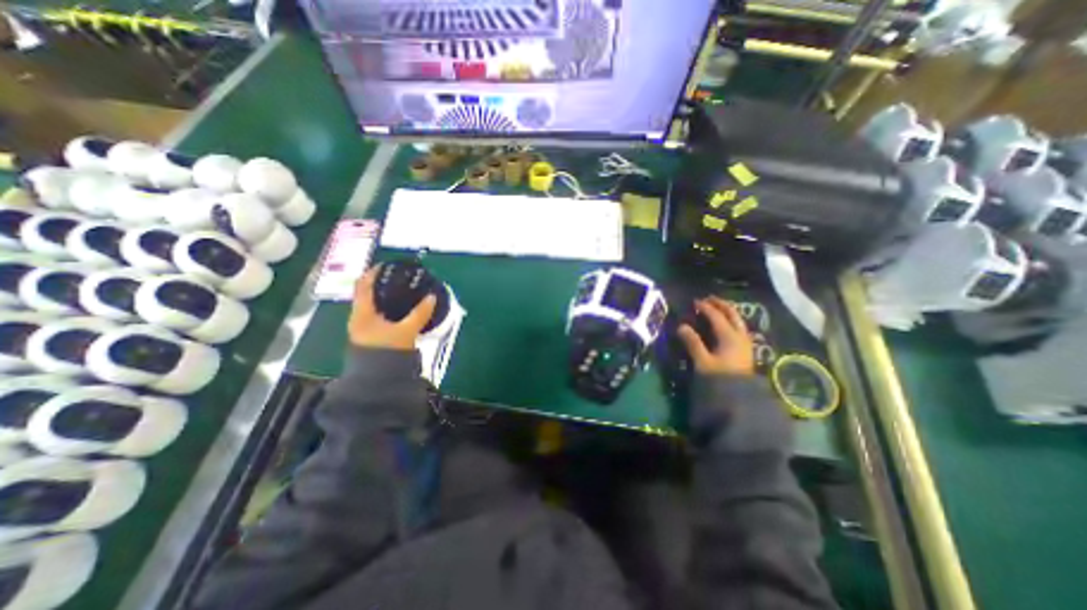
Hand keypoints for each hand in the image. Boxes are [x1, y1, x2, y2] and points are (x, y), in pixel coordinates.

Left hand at [346, 264, 434, 346]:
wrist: (377, 380)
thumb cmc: (387, 352)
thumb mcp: (407, 330)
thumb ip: (420, 313)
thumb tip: (432, 297)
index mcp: (362, 313)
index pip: (363, 285)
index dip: (373, 272)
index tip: (387, 264)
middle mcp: (358, 318)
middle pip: (367, 294)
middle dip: (382, 284)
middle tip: (399, 278)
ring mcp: (363, 328)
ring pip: (373, 306)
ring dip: (385, 297)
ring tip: (402, 292)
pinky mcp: (370, 336)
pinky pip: (378, 315)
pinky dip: (388, 308)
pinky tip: (401, 310)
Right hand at [676, 295, 756, 375]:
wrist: (740, 397)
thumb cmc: (720, 378)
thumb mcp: (703, 361)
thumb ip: (693, 343)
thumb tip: (681, 326)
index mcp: (729, 336)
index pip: (716, 316)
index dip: (705, 307)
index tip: (694, 302)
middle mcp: (740, 335)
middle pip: (732, 314)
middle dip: (720, 304)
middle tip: (708, 299)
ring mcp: (745, 342)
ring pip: (737, 320)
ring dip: (727, 311)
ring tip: (716, 308)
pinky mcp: (745, 349)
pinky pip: (738, 327)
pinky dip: (730, 320)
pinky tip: (724, 324)